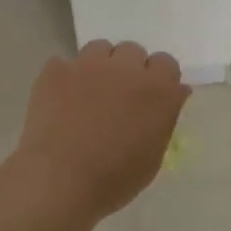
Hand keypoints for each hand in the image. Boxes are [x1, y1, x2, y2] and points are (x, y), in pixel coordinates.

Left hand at [12, 41, 190, 220]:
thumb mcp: (154, 156)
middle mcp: (126, 69)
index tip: (149, 97)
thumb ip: (165, 118)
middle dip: (129, 70)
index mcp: (157, 90)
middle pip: (133, 51)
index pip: (166, 63)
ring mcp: (89, 65)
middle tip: (118, 97)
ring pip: (100, 49)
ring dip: (99, 66)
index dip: (158, 79)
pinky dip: (66, 78)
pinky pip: (65, 63)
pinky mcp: (57, 70)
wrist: (60, 181)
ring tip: (88, 93)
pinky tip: (60, 101)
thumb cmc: (114, 179)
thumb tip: (174, 93)